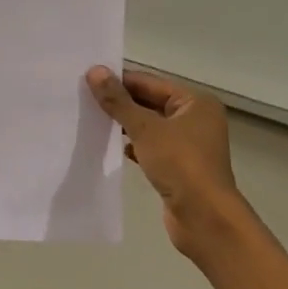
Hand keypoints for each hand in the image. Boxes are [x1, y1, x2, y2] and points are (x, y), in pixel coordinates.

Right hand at [87, 65, 253, 261]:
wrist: (204, 217)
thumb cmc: (180, 164)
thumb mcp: (144, 128)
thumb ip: (118, 100)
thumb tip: (94, 71)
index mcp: (195, 102)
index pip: (149, 83)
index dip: (119, 80)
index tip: (87, 79)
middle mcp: (195, 119)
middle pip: (150, 103)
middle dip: (120, 103)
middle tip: (83, 99)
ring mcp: (188, 144)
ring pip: (149, 126)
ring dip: (124, 125)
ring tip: (91, 120)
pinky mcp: (179, 166)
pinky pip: (150, 147)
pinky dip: (132, 145)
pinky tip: (109, 146)